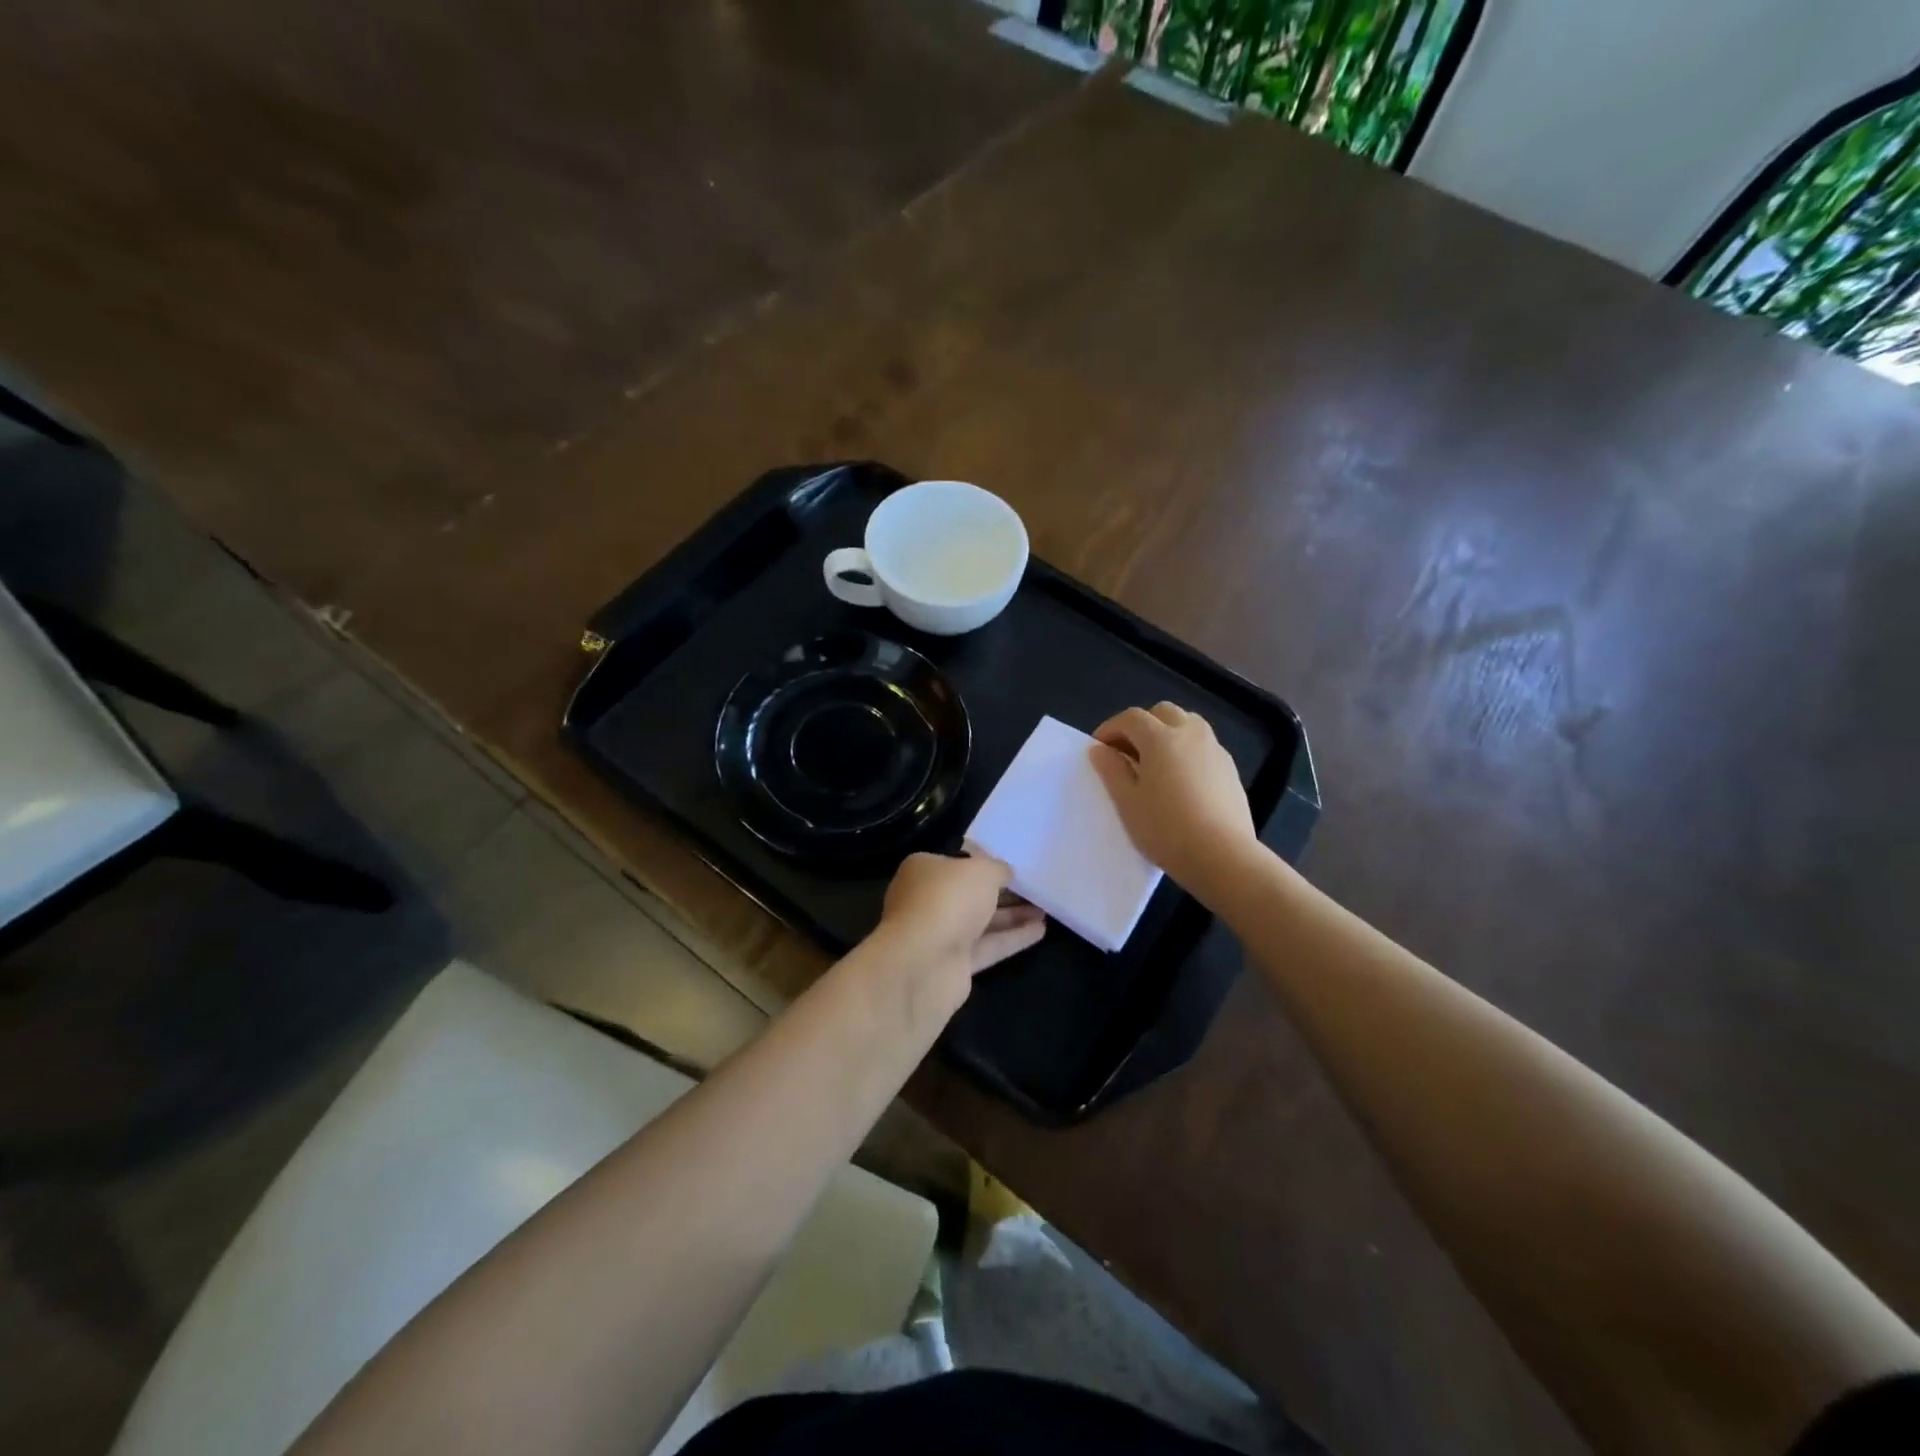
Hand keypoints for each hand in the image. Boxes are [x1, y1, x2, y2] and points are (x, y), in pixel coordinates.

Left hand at [873, 851, 1045, 994]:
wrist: (924, 963)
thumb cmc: (948, 900)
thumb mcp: (981, 871)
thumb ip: (997, 869)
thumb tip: (1005, 873)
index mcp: (923, 870)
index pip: (957, 863)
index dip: (984, 864)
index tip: (1012, 866)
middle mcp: (927, 901)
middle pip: (970, 894)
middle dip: (1002, 893)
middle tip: (1035, 889)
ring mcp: (939, 935)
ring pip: (981, 922)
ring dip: (1012, 916)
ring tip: (1045, 909)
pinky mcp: (953, 965)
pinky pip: (987, 946)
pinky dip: (1012, 938)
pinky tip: (1040, 930)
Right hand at [1089, 703, 1256, 889]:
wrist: (1222, 856)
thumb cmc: (1166, 829)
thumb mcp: (1127, 802)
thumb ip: (1111, 770)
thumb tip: (1100, 749)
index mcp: (1161, 738)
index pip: (1131, 718)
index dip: (1111, 728)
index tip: (1099, 748)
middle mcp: (1190, 734)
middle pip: (1163, 713)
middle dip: (1141, 725)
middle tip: (1127, 753)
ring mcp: (1215, 750)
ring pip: (1188, 724)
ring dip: (1167, 733)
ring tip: (1155, 763)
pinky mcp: (1230, 769)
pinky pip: (1203, 746)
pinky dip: (1186, 751)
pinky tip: (1180, 781)